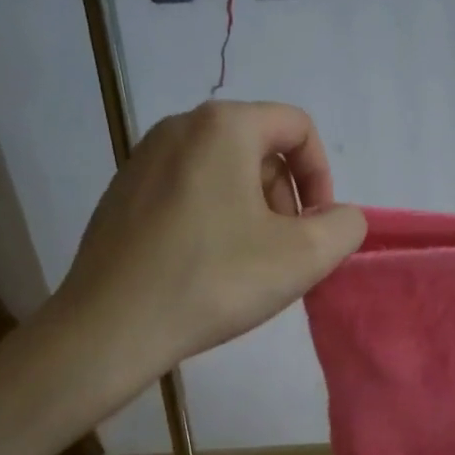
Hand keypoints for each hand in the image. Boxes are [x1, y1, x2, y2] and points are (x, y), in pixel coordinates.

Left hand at [24, 101, 365, 418]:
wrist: (110, 328)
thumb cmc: (214, 280)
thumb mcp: (304, 256)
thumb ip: (344, 225)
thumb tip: (336, 217)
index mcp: (223, 126)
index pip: (297, 128)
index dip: (321, 176)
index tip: (317, 228)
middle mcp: (178, 128)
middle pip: (260, 149)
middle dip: (285, 198)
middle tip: (284, 252)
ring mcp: (142, 160)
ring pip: (224, 172)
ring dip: (253, 212)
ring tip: (247, 265)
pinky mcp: (121, 195)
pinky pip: (188, 192)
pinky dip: (213, 219)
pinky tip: (206, 268)